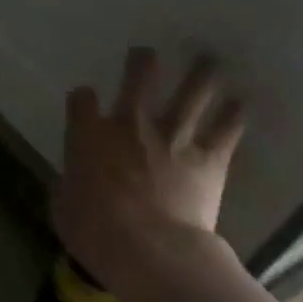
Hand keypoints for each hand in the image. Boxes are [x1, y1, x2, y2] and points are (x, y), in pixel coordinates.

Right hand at [51, 48, 244, 285]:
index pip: (82, 100)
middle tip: (147, 53)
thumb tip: (68, 183)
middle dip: (142, 63)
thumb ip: (68, 186)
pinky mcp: (208, 157)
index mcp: (89, 137)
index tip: (85, 100)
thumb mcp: (63, 208)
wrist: (148, 248)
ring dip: (200, 74)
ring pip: (191, 93)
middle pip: (139, 79)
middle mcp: (131, 125)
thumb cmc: (94, 231)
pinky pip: (226, 128)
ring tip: (208, 60)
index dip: (83, 98)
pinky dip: (233, 115)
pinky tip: (239, 104)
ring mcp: (173, 137)